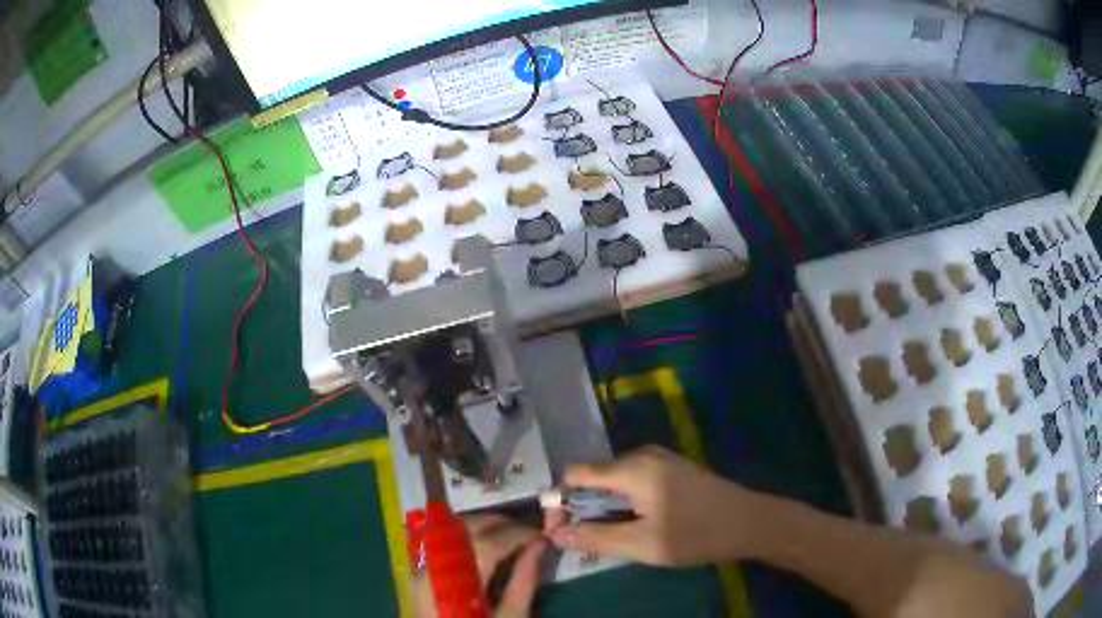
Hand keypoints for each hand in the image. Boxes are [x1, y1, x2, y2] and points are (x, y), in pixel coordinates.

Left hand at [411, 514, 545, 617]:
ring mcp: (420, 569)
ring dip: (480, 527)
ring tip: (508, 538)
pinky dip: (464, 539)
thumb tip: (541, 545)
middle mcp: (432, 566)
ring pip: (449, 531)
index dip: (518, 533)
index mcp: (456, 580)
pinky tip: (483, 549)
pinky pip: (441, 544)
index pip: (488, 542)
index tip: (542, 534)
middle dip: (498, 523)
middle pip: (464, 528)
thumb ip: (525, 580)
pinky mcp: (418, 575)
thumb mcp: (511, 617)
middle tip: (528, 533)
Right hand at [547, 445, 760, 565]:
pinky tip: (640, 525)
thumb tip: (555, 534)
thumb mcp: (641, 544)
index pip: (576, 473)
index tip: (562, 531)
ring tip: (617, 538)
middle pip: (594, 478)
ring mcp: (660, 459)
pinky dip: (626, 503)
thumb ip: (595, 538)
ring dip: (606, 509)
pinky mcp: (672, 468)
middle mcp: (642, 455)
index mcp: (632, 468)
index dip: (562, 501)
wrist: (749, 522)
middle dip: (584, 509)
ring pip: (615, 482)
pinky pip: (634, 482)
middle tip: (591, 543)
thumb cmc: (695, 534)